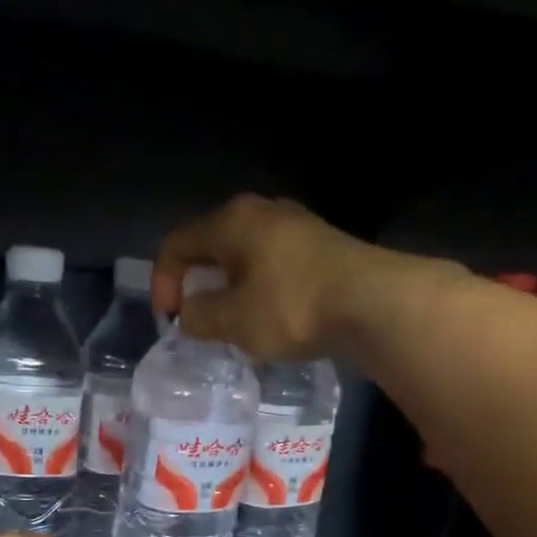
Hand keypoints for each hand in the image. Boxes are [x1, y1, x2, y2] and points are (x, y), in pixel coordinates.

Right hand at [152, 194, 418, 359]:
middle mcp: (261, 212)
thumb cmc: (291, 307)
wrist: (372, 303)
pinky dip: (258, 290)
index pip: (176, 243)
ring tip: (232, 324)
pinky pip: (271, 266)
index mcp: (231, 221)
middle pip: (211, 246)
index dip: (163, 282)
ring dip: (228, 290)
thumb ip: (199, 316)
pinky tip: (268, 319)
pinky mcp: (320, 247)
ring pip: (243, 256)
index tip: (171, 319)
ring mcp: (295, 226)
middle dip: (196, 284)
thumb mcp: (232, 320)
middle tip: (198, 320)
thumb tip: (190, 312)